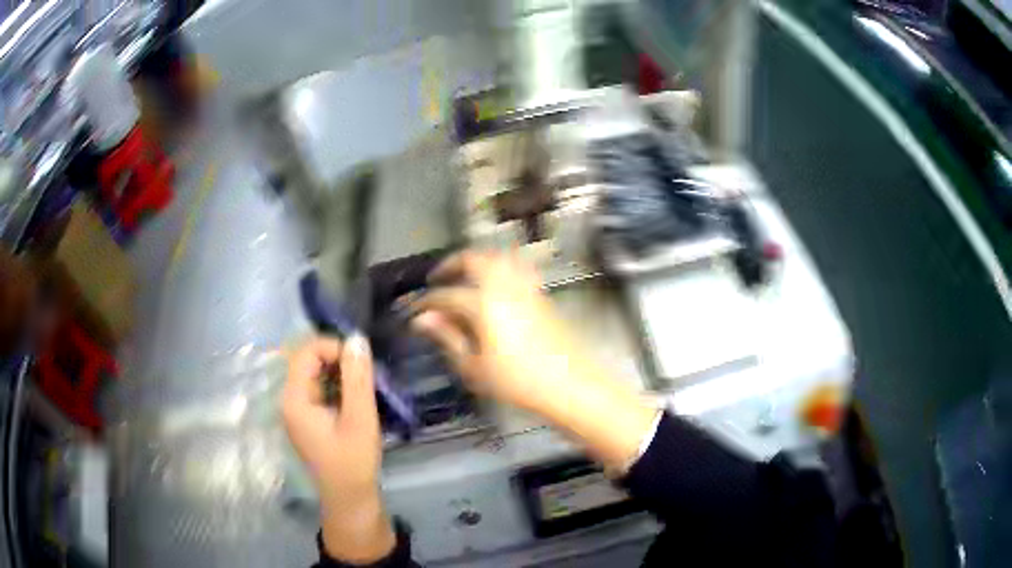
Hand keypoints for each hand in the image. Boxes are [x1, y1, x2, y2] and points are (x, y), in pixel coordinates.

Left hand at [282, 336, 394, 562]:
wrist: (349, 498)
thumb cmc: (353, 461)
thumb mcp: (360, 419)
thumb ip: (357, 378)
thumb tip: (357, 339)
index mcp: (295, 399)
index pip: (305, 352)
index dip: (333, 347)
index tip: (361, 361)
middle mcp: (289, 400)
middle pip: (307, 360)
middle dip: (336, 358)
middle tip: (366, 372)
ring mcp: (296, 409)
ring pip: (313, 373)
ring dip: (338, 371)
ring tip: (364, 384)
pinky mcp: (307, 417)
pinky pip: (318, 388)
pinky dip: (336, 385)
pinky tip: (355, 397)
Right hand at [410, 251, 580, 412]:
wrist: (569, 384)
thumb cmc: (517, 381)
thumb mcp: (474, 367)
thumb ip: (448, 337)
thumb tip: (422, 319)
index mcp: (483, 304)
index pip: (446, 295)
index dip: (425, 301)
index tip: (412, 309)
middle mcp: (504, 286)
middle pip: (474, 259)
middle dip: (451, 264)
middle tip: (436, 278)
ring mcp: (526, 287)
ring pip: (498, 258)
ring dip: (476, 261)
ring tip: (464, 277)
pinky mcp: (541, 294)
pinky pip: (516, 268)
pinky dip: (498, 268)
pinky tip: (493, 287)